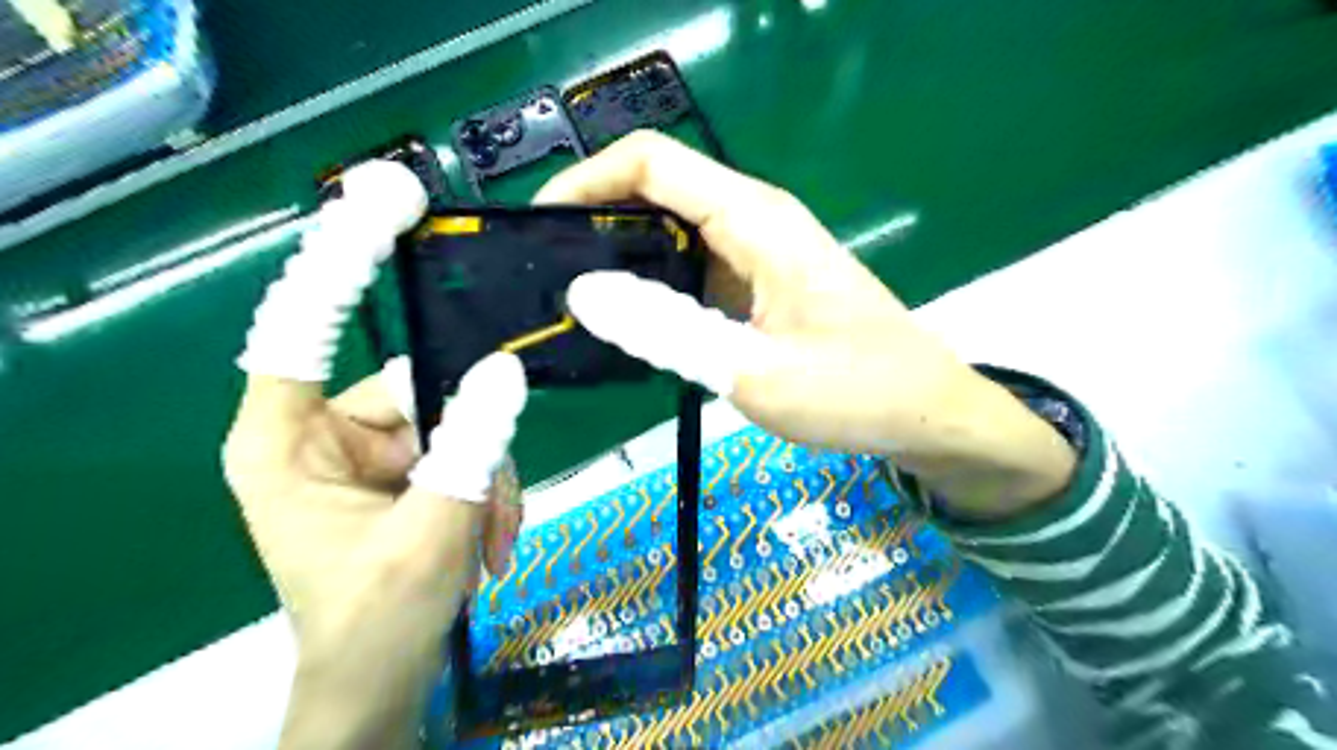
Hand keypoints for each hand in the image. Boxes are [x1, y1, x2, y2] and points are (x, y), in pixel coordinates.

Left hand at [224, 162, 527, 745]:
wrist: (382, 679)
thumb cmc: (379, 620)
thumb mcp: (432, 533)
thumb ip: (470, 448)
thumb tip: (507, 367)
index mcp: (285, 442)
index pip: (301, 327)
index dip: (339, 262)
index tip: (386, 203)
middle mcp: (323, 432)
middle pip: (417, 387)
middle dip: (468, 447)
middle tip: (485, 509)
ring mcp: (370, 449)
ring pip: (455, 421)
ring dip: (485, 480)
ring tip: (488, 541)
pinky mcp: (405, 466)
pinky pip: (463, 447)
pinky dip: (486, 490)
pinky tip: (487, 541)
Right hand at [537, 133, 1073, 517]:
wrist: (924, 411)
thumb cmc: (854, 392)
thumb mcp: (752, 371)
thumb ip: (665, 330)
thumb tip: (584, 293)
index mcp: (755, 219)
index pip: (651, 163)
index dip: (586, 181)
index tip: (539, 229)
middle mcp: (753, 220)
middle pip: (655, 190)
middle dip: (594, 221)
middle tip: (548, 280)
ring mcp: (757, 252)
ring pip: (670, 231)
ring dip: (620, 259)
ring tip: (575, 306)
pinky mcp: (758, 284)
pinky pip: (690, 268)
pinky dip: (652, 287)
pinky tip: (630, 325)